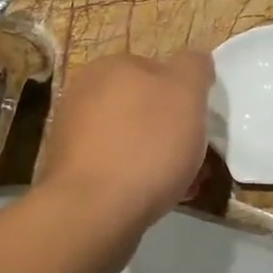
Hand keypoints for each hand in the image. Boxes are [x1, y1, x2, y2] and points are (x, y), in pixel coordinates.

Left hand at [38, 51, 213, 225]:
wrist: (93, 211)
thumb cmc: (146, 145)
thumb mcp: (185, 92)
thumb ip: (193, 67)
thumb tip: (193, 61)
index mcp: (109, 67)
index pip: (158, 69)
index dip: (185, 96)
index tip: (201, 124)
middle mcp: (84, 94)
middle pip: (144, 108)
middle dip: (173, 131)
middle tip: (197, 159)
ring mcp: (72, 135)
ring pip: (132, 140)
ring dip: (159, 158)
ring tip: (183, 186)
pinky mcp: (71, 172)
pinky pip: (116, 168)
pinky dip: (138, 179)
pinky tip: (157, 200)